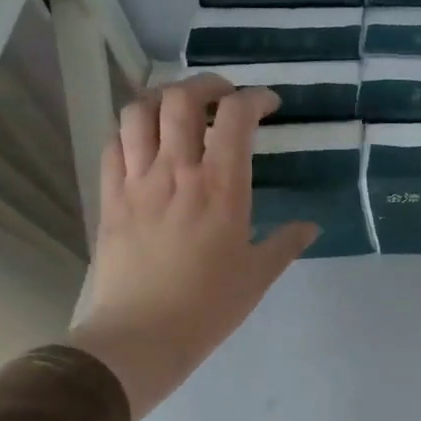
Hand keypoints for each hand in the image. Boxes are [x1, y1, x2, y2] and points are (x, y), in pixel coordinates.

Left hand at [66, 75, 316, 420]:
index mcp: (222, 188)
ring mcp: (137, 182)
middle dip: (207, 84)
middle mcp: (177, 172)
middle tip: (225, 94)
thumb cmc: (209, 306)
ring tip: (180, 106)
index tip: (269, 104)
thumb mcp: (258, 275)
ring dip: (162, 97)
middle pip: (182, 99)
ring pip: (139, 112)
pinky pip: (113, 144)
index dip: (255, 98)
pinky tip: (145, 140)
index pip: (235, 117)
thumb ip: (286, 243)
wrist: (141, 336)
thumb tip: (309, 227)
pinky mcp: (110, 198)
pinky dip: (131, 129)